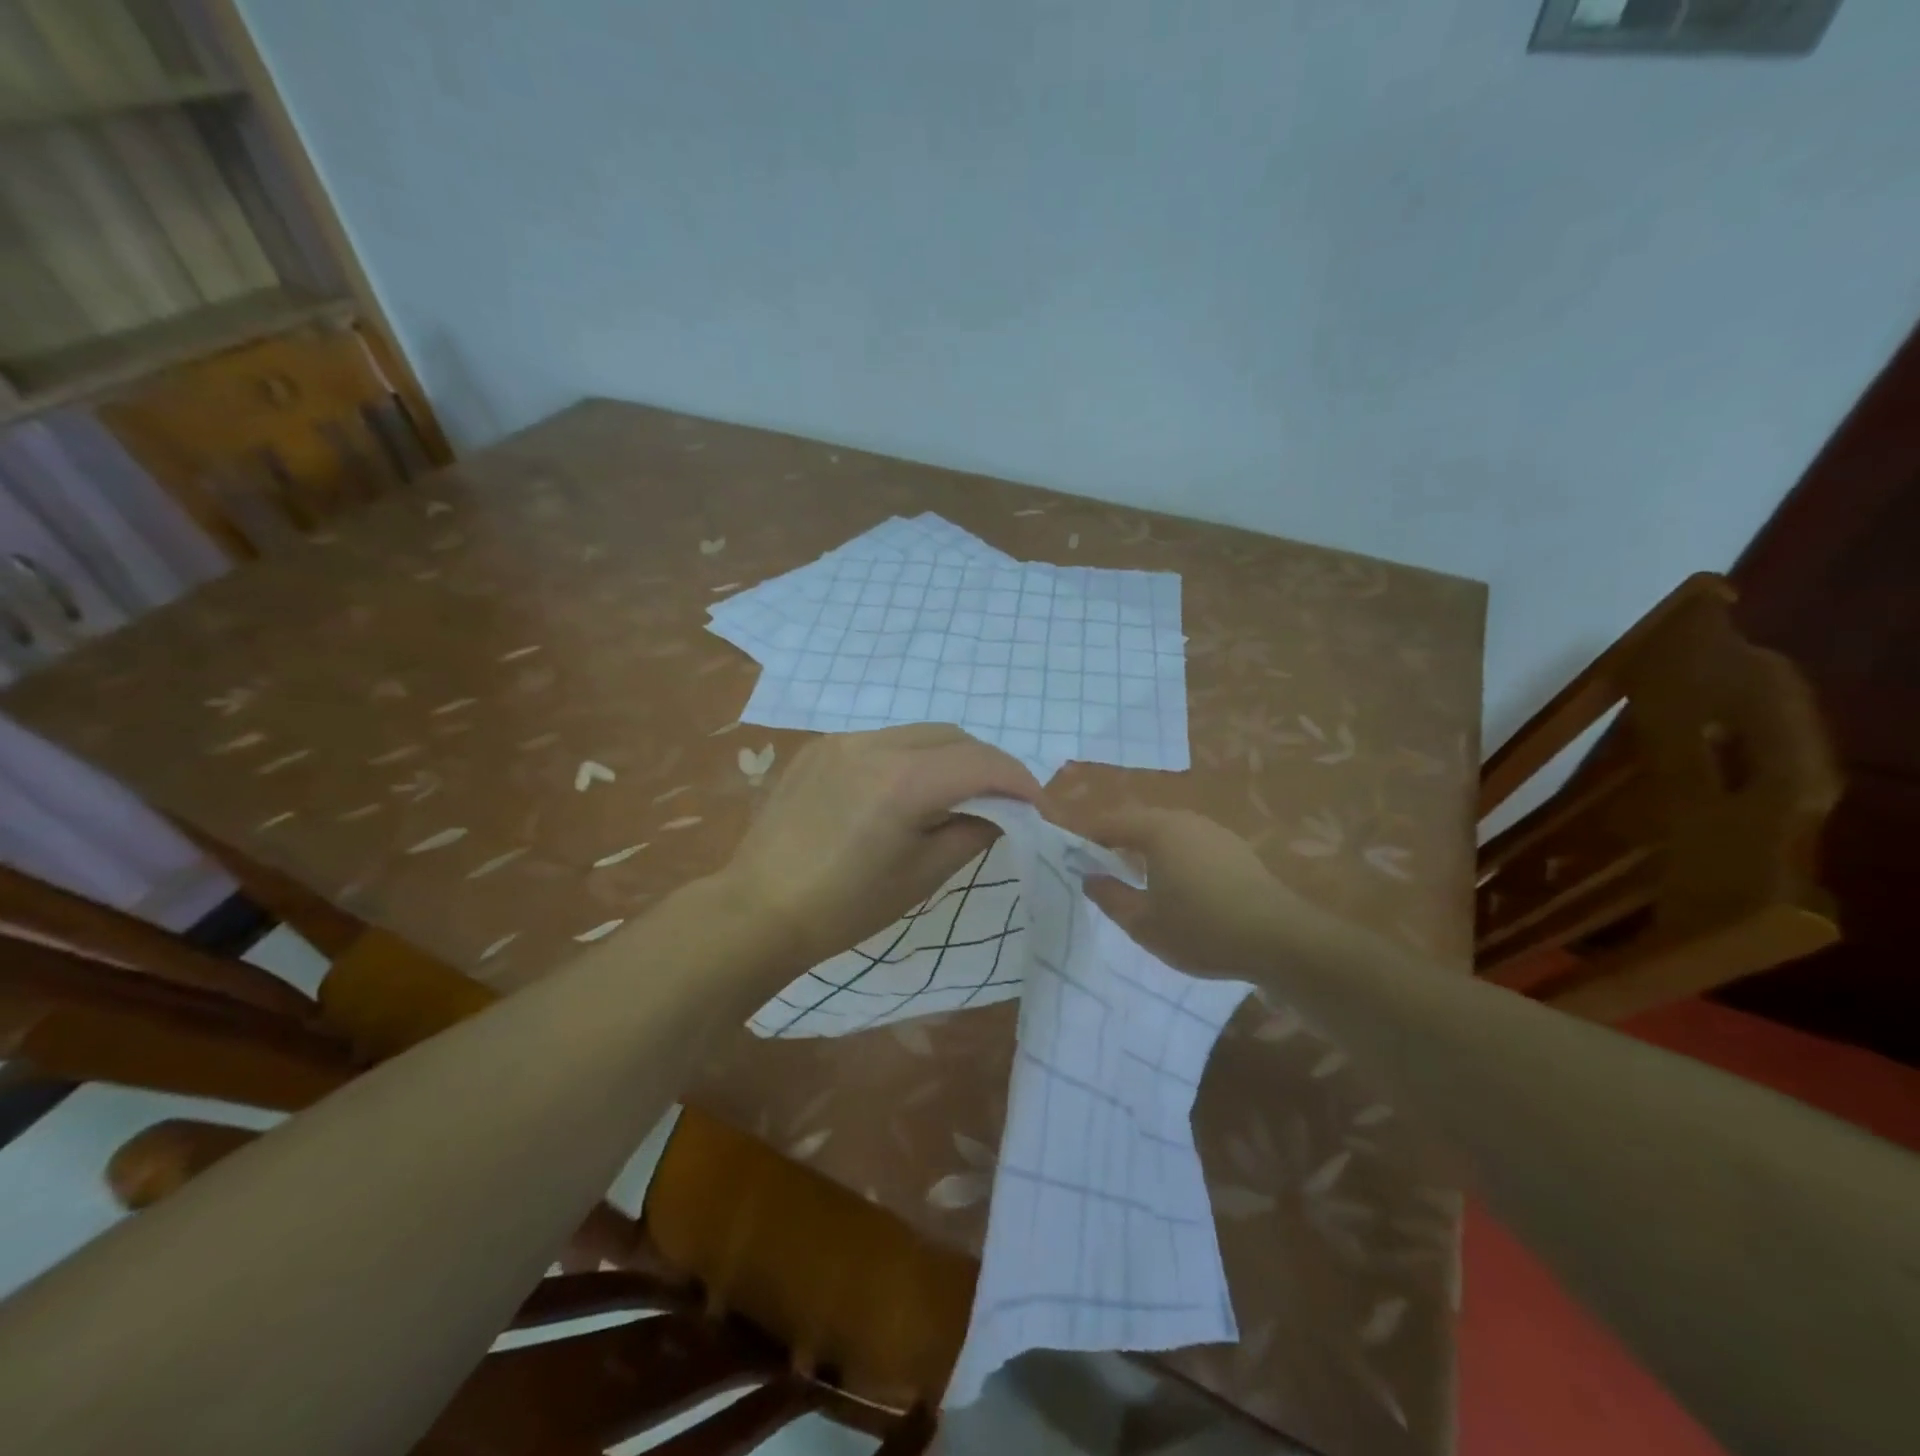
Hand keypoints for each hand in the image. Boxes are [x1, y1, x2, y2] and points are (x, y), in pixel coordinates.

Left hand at [719, 725, 1041, 968]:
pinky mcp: (819, 748)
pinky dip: (910, 758)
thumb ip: (972, 833)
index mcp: (903, 780)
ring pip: (917, 733)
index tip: (1036, 806)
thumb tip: (1000, 812)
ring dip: (948, 757)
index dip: (1019, 780)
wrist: (757, 911)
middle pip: (952, 736)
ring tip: (956, 794)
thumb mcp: (922, 876)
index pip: (981, 762)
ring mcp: (842, 741)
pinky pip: (882, 741)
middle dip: (986, 764)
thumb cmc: (845, 907)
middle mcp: (874, 744)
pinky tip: (904, 792)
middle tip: (1002, 800)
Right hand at [1080, 807, 1307, 975]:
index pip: (1110, 823)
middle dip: (1117, 840)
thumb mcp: (1143, 923)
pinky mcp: (1236, 850)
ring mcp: (1215, 832)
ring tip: (1135, 877)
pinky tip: (1176, 886)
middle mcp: (1185, 820)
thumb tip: (1088, 877)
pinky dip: (1174, 857)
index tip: (1070, 853)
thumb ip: (1109, 896)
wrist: (1279, 940)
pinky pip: (1191, 844)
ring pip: (1168, 832)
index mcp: (1157, 830)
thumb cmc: (1201, 929)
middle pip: (1140, 822)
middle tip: (1099, 866)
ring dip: (1147, 849)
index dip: (1087, 836)